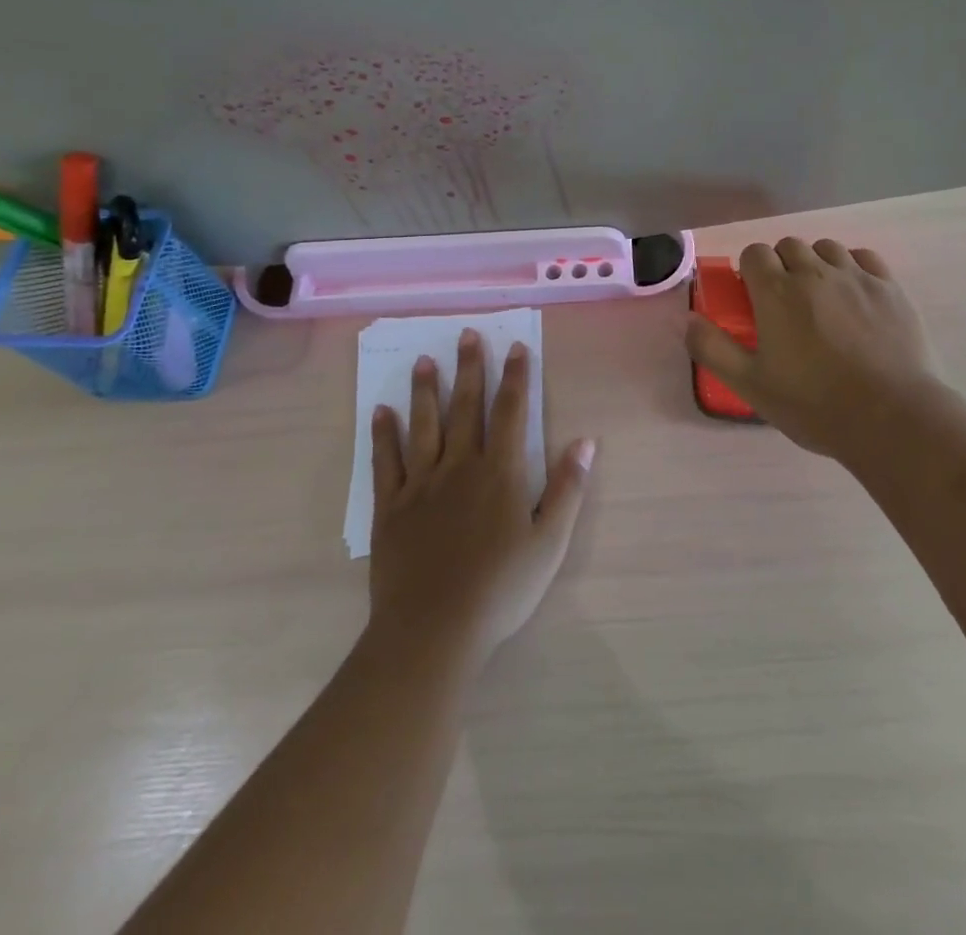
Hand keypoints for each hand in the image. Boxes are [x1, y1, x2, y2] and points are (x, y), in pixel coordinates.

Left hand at [369, 330, 593, 668]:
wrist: (434, 630)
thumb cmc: (501, 588)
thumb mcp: (550, 542)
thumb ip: (567, 488)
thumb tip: (585, 441)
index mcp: (499, 472)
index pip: (510, 412)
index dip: (515, 378)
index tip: (515, 348)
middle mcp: (459, 466)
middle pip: (465, 407)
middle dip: (469, 369)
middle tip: (465, 335)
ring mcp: (420, 485)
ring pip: (423, 425)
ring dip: (425, 391)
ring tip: (424, 361)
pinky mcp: (390, 507)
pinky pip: (385, 461)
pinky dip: (383, 434)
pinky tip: (381, 412)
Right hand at [686, 237, 938, 461]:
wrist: (890, 416)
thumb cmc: (813, 404)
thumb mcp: (751, 385)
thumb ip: (713, 349)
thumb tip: (689, 321)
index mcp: (777, 292)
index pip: (754, 253)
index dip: (750, 271)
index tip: (753, 297)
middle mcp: (815, 273)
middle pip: (789, 246)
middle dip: (781, 265)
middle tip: (785, 303)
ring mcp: (856, 277)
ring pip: (827, 248)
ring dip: (816, 263)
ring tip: (821, 297)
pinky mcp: (890, 288)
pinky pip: (865, 258)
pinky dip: (853, 267)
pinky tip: (854, 293)